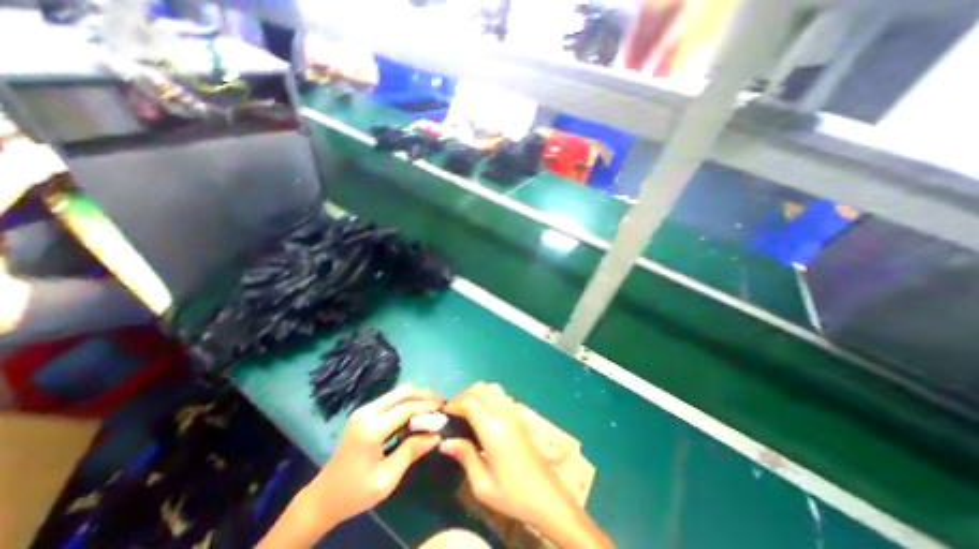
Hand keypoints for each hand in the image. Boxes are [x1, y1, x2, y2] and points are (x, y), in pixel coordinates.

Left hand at [259, 385, 443, 548]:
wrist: (322, 498)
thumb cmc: (355, 493)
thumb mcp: (387, 479)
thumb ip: (412, 452)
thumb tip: (437, 435)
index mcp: (371, 429)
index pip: (406, 408)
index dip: (427, 406)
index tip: (444, 408)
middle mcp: (367, 412)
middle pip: (402, 392)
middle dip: (423, 395)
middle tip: (440, 404)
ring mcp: (364, 411)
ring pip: (397, 393)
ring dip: (415, 397)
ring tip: (431, 407)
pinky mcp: (363, 413)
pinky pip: (390, 400)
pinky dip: (406, 402)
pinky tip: (415, 412)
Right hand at [440, 385, 591, 538]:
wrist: (547, 496)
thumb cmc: (512, 494)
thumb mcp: (482, 484)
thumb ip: (464, 456)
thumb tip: (444, 442)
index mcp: (493, 430)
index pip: (470, 403)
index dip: (454, 404)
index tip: (443, 413)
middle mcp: (504, 414)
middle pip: (480, 389)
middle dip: (463, 395)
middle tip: (452, 412)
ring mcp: (515, 412)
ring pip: (492, 388)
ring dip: (476, 393)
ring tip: (466, 410)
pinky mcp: (520, 415)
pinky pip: (501, 395)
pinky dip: (488, 395)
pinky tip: (483, 412)